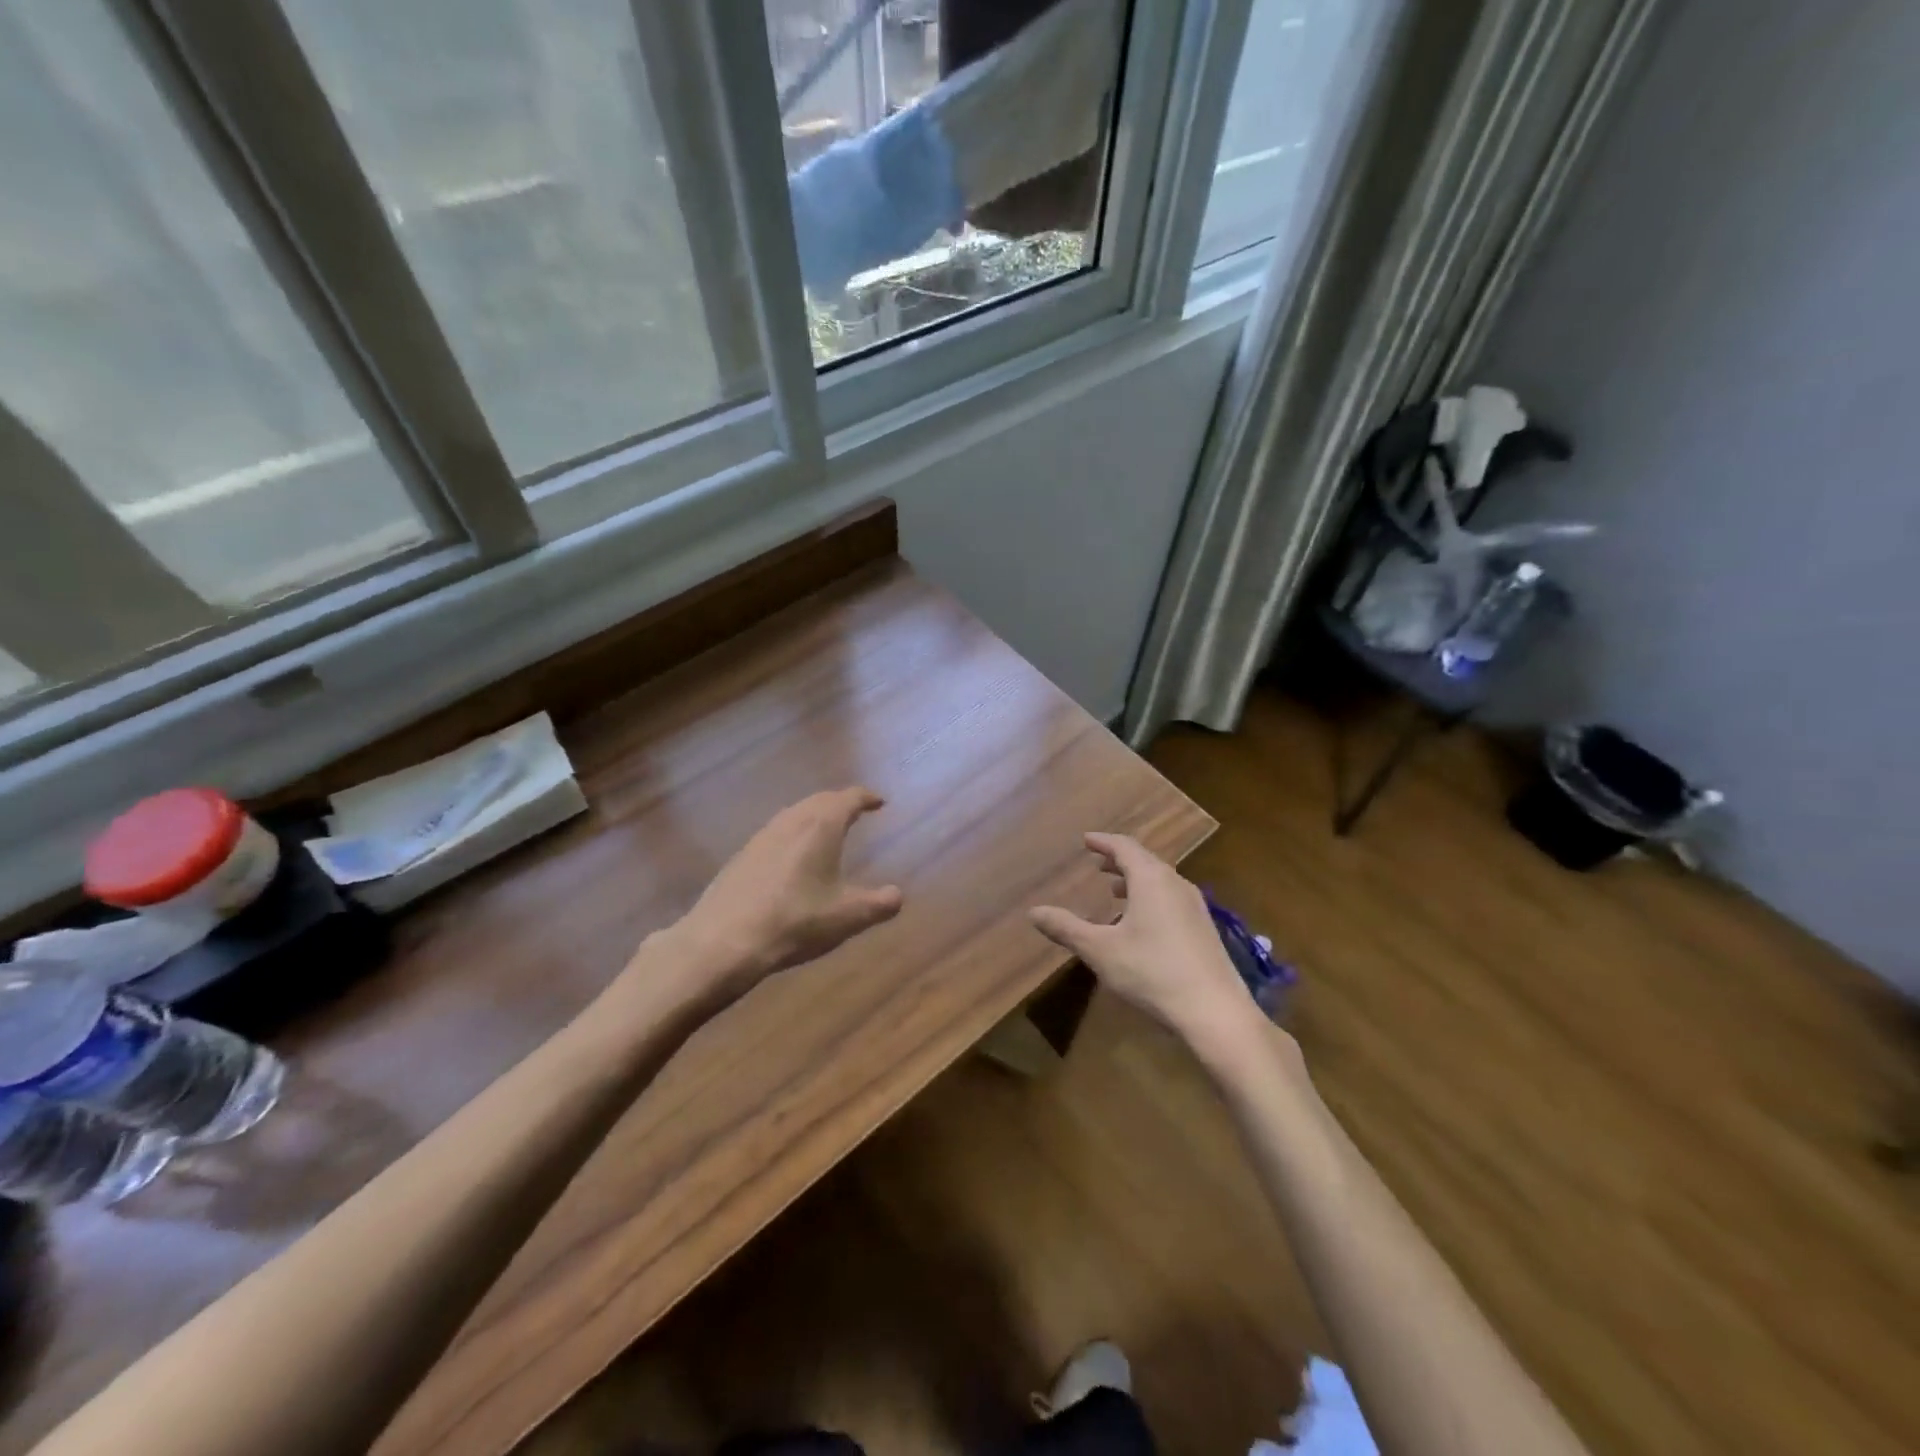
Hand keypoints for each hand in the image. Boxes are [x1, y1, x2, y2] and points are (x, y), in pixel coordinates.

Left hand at [654, 788, 903, 1006]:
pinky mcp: (741, 857)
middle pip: (819, 801)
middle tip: (855, 811)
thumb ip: (879, 904)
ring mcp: (761, 837)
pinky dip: (793, 833)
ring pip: (794, 814)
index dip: (866, 798)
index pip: (848, 799)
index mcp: (821, 826)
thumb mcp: (847, 917)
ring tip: (826, 830)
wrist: (724, 941)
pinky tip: (792, 857)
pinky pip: (776, 832)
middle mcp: (790, 822)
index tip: (879, 802)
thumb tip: (898, 895)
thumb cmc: (795, 922)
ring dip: (813, 816)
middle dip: (839, 803)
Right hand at [1030, 833, 1257, 1055]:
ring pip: (1161, 880)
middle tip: (1098, 861)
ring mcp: (1195, 906)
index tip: (1086, 839)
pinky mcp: (1205, 929)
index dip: (1103, 841)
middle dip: (1119, 859)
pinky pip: (1172, 898)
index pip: (1125, 847)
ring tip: (1116, 889)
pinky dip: (1151, 896)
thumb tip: (1033, 912)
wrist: (1215, 1012)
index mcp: (1151, 880)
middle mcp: (1176, 884)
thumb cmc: (1152, 973)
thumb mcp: (1101, 951)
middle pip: (1145, 860)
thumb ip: (1066, 928)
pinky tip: (1142, 922)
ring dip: (1136, 879)